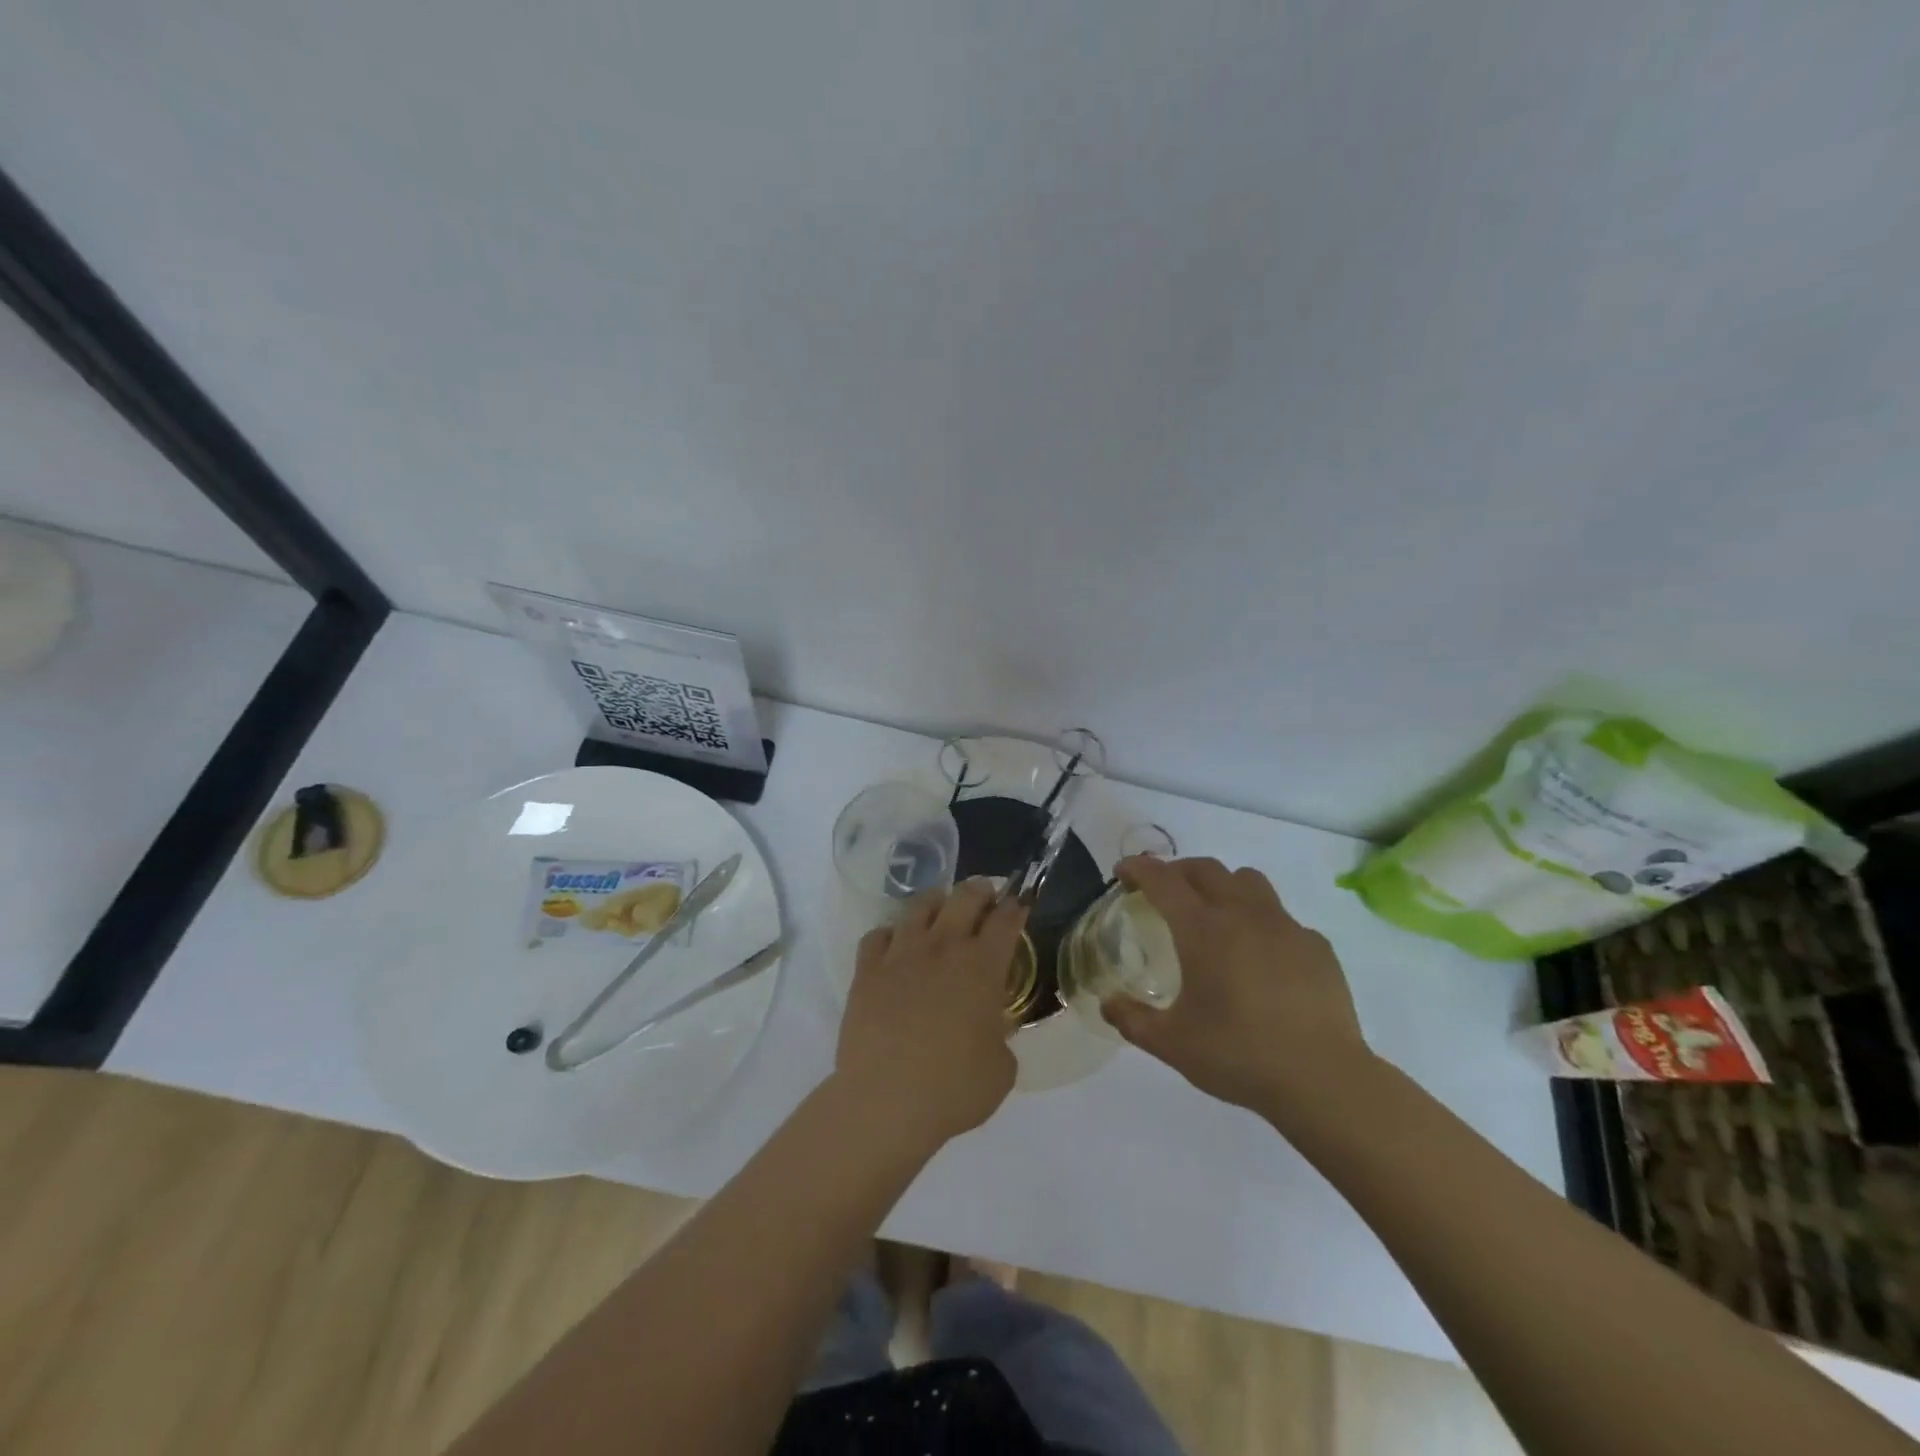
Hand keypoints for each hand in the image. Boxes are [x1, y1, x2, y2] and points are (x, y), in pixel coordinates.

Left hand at [834, 879, 1024, 1147]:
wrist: (886, 1102)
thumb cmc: (954, 1090)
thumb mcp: (1002, 1069)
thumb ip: (1001, 1037)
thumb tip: (991, 1030)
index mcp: (982, 967)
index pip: (1006, 920)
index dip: (1016, 907)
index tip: (1019, 903)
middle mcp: (942, 948)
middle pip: (964, 897)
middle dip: (980, 890)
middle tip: (985, 896)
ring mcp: (901, 954)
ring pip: (919, 906)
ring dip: (936, 902)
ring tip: (940, 910)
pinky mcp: (866, 970)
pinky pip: (877, 935)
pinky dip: (889, 935)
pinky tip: (894, 946)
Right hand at [1101, 856, 1371, 1118]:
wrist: (1323, 1080)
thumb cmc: (1238, 1055)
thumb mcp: (1172, 1044)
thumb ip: (1132, 1020)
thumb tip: (1108, 1003)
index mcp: (1202, 929)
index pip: (1162, 879)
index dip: (1138, 868)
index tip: (1123, 872)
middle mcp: (1242, 914)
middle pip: (1205, 868)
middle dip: (1177, 870)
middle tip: (1163, 891)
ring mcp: (1284, 926)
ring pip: (1247, 880)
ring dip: (1222, 885)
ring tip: (1214, 913)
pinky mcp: (1316, 945)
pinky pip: (1281, 917)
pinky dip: (1261, 922)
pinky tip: (1261, 957)